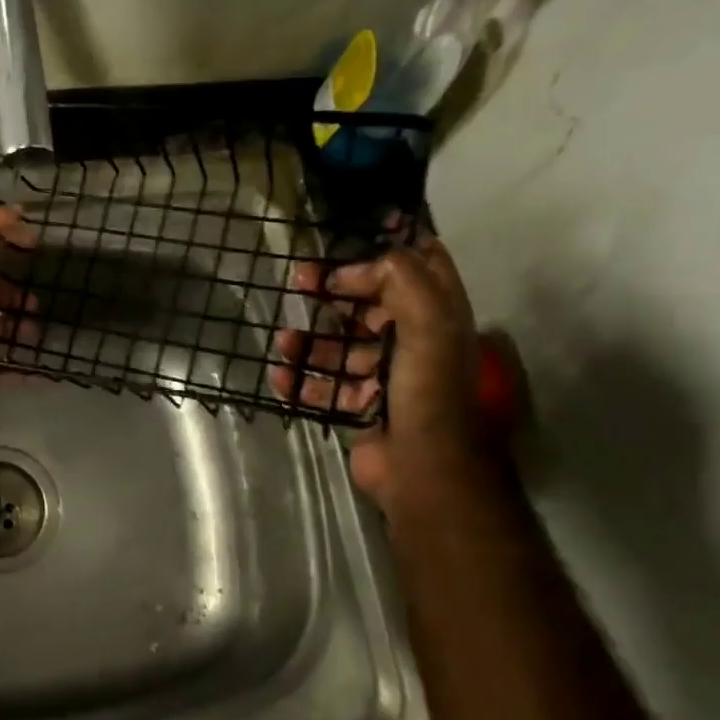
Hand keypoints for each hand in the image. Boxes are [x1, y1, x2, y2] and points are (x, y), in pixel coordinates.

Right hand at [268, 233, 486, 511]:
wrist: (422, 468)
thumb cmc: (427, 390)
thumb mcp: (427, 324)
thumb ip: (402, 280)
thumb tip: (360, 265)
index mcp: (438, 318)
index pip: (417, 270)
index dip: (382, 255)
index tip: (343, 252)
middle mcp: (415, 343)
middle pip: (370, 307)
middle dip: (335, 293)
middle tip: (300, 283)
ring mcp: (386, 377)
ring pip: (342, 348)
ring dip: (311, 342)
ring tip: (284, 340)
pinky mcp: (361, 406)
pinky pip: (325, 386)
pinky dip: (301, 382)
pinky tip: (281, 377)